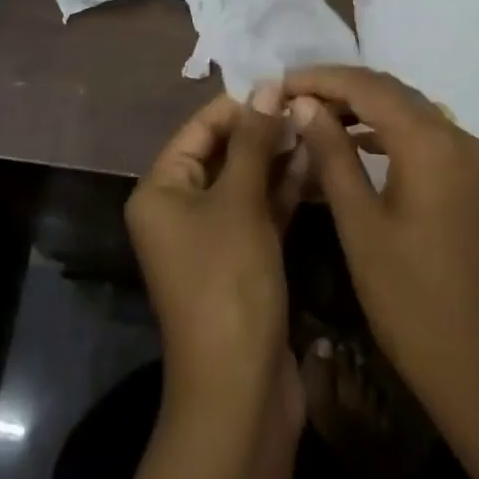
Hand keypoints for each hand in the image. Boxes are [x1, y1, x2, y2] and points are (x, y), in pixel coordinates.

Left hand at [125, 89, 295, 414]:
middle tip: (307, 107)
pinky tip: (314, 163)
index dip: (240, 106)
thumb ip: (254, 141)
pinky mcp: (240, 259)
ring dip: (277, 157)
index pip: (200, 128)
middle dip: (263, 131)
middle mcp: (179, 208)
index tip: (282, 86)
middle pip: (223, 152)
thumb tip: (267, 84)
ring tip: (316, 127)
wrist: (239, 394)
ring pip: (245, 181)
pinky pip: (258, 211)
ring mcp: (211, 236)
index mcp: (161, 190)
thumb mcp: (240, 203)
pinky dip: (282, 190)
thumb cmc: (228, 283)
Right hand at [283, 65, 478, 438]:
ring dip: (362, 108)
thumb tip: (303, 103)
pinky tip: (357, 143)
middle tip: (291, 98)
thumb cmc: (412, 302)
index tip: (278, 84)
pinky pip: (424, 136)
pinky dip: (386, 131)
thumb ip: (332, 154)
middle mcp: (457, 136)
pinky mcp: (472, 182)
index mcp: (430, 142)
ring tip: (313, 117)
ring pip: (408, 111)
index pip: (367, 85)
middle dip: (339, 88)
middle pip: (390, 91)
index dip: (319, 78)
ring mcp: (470, 159)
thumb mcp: (360, 225)